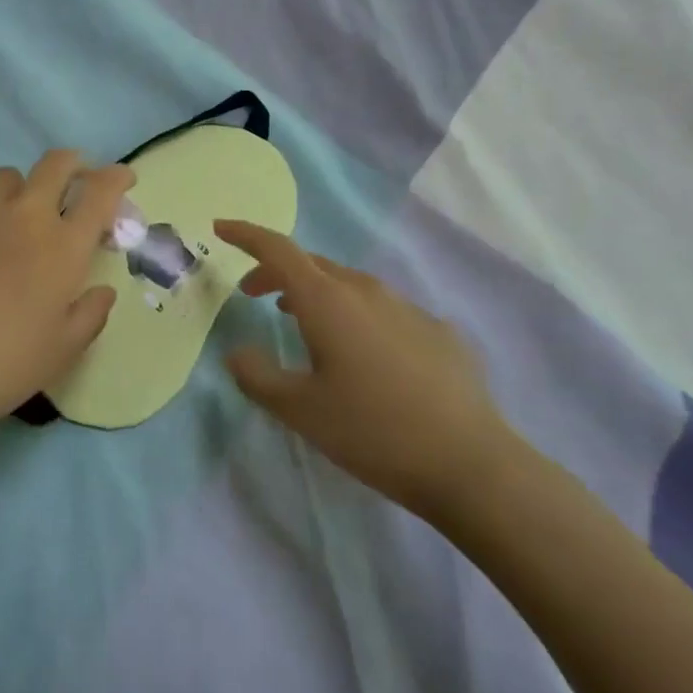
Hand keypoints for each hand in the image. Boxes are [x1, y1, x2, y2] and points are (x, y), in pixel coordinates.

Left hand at [0, 152, 136, 445]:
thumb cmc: (3, 367)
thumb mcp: (62, 351)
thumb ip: (90, 314)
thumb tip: (102, 290)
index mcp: (63, 246)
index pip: (100, 193)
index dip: (116, 177)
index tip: (121, 177)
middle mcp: (23, 215)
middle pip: (55, 164)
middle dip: (71, 164)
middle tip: (70, 180)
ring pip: (3, 177)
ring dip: (14, 192)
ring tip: (5, 219)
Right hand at [216, 220, 514, 517]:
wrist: (471, 464)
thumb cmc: (372, 431)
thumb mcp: (299, 410)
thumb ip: (257, 376)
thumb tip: (236, 353)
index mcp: (327, 301)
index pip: (277, 250)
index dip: (245, 235)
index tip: (220, 228)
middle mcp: (366, 291)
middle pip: (311, 264)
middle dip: (275, 271)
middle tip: (253, 295)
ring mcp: (407, 308)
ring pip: (349, 284)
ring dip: (316, 293)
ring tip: (301, 320)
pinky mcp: (438, 331)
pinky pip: (384, 310)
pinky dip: (357, 316)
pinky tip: (365, 356)